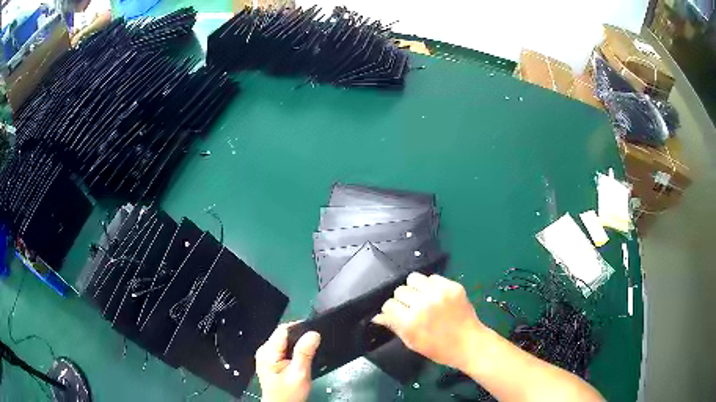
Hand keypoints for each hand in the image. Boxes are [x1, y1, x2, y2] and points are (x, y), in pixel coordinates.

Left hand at [255, 323, 320, 401]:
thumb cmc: (288, 394)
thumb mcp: (299, 374)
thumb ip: (305, 353)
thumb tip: (313, 334)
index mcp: (268, 352)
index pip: (284, 329)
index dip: (300, 328)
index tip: (314, 334)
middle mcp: (264, 351)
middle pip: (283, 334)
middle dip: (299, 338)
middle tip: (313, 348)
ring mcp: (265, 356)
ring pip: (284, 342)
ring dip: (297, 346)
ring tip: (307, 355)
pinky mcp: (269, 361)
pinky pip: (282, 349)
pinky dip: (293, 352)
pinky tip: (299, 360)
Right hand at [373, 273, 484, 370]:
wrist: (469, 344)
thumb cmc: (439, 349)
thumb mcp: (412, 342)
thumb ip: (394, 326)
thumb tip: (378, 316)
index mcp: (411, 322)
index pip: (389, 304)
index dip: (391, 310)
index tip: (397, 314)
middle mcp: (424, 304)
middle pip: (400, 290)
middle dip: (403, 299)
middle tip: (412, 308)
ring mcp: (440, 293)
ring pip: (414, 278)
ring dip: (415, 288)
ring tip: (422, 298)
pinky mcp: (453, 286)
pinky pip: (432, 277)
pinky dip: (431, 285)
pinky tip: (436, 296)